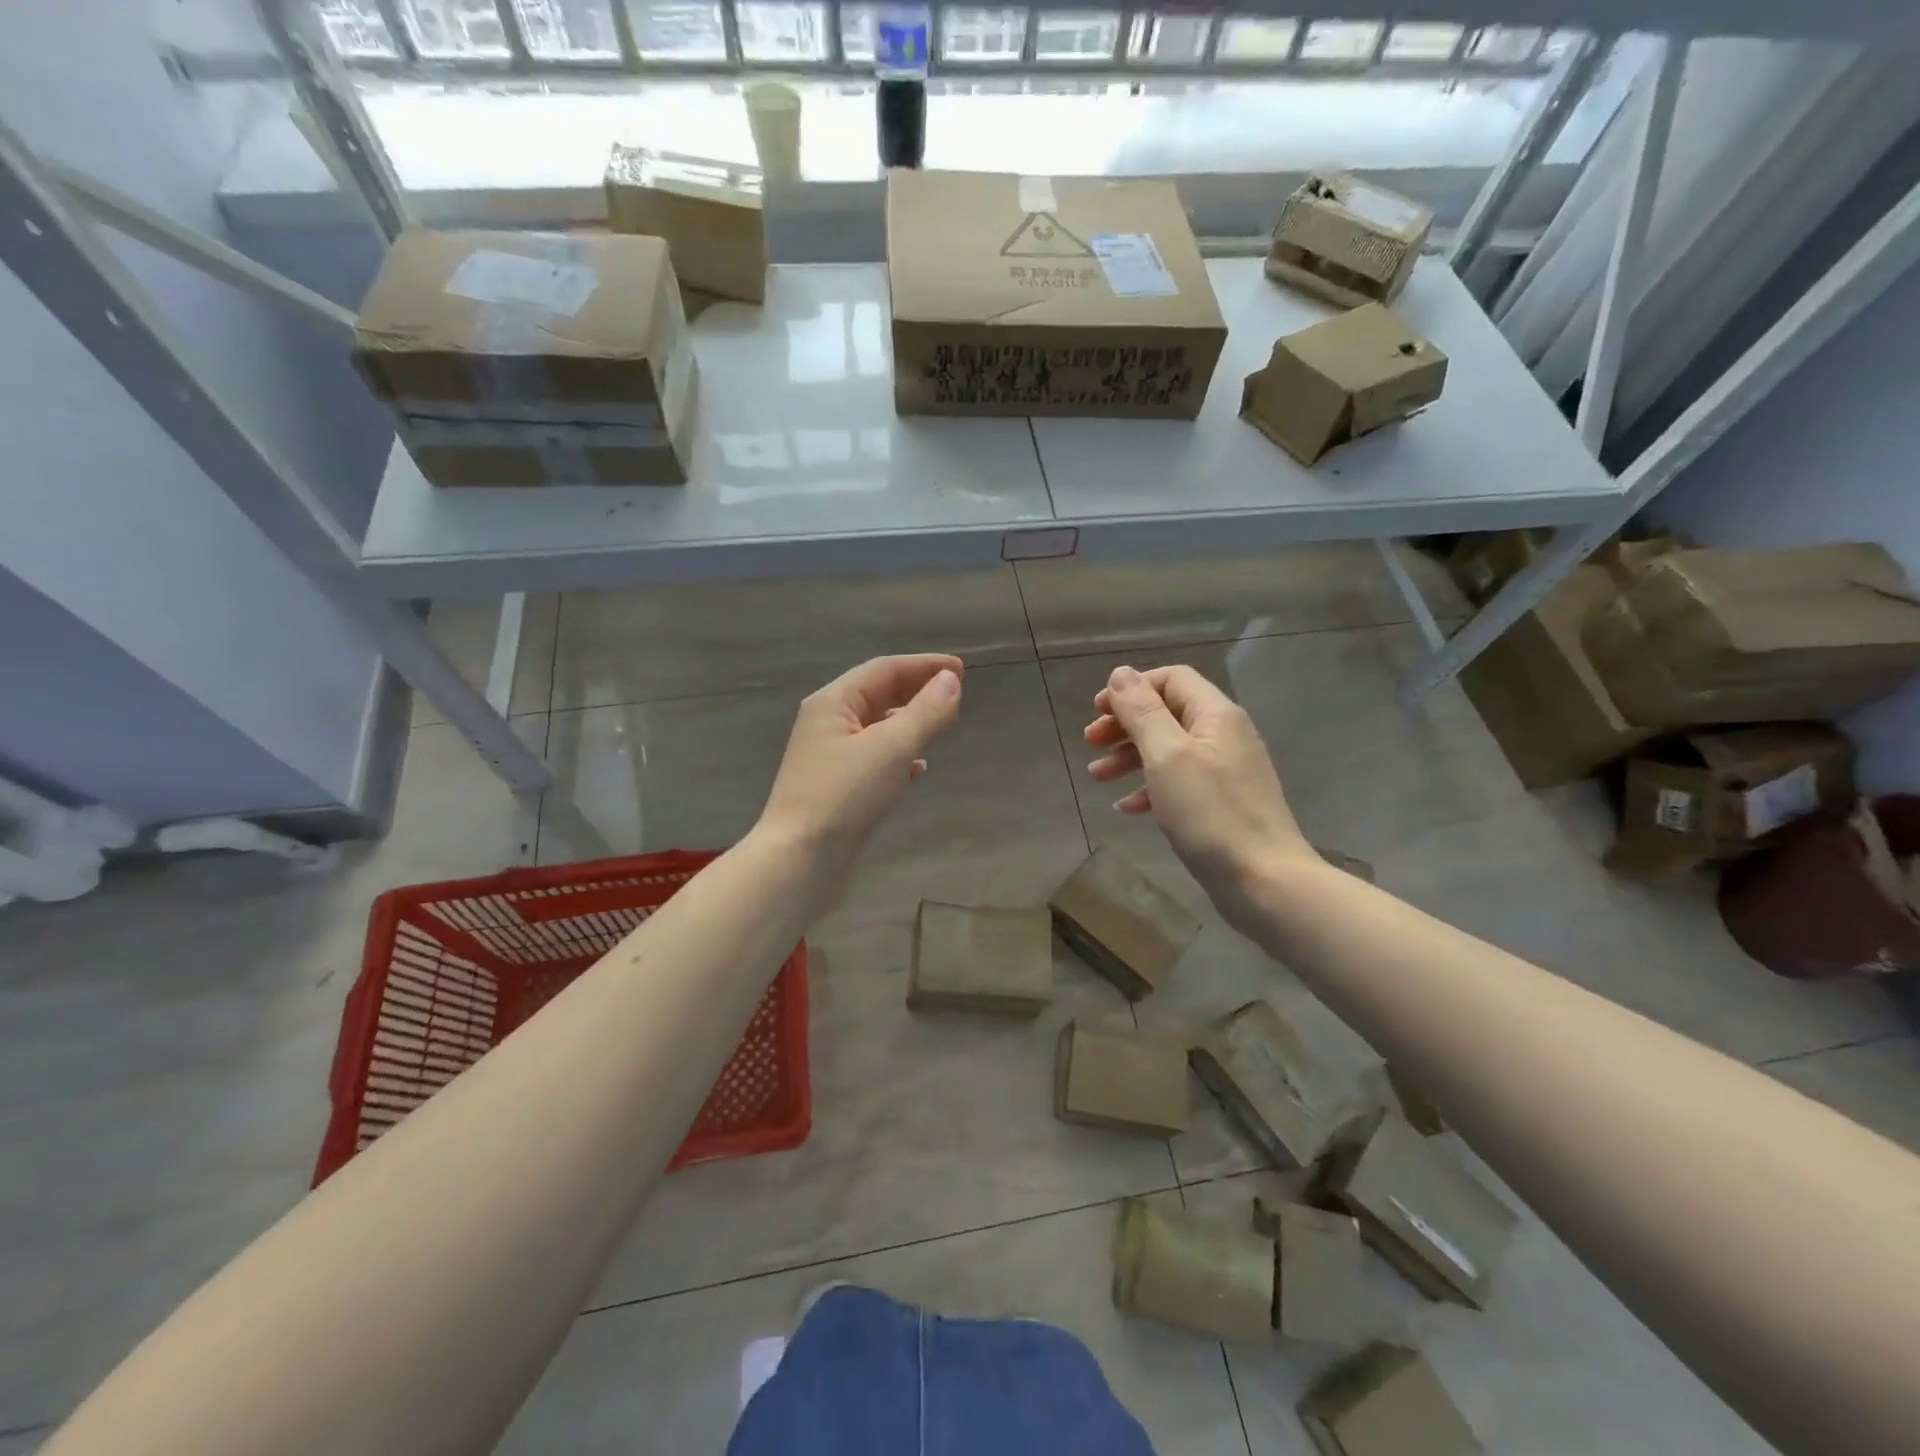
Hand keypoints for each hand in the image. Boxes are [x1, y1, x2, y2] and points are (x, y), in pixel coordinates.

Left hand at [757, 654, 963, 901]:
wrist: (800, 863)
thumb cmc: (843, 796)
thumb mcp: (891, 748)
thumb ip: (925, 712)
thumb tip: (951, 681)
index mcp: (832, 704)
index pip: (883, 670)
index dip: (923, 665)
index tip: (961, 669)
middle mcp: (827, 724)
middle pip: (878, 695)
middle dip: (917, 691)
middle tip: (956, 694)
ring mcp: (831, 759)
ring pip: (877, 728)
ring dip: (910, 721)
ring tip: (943, 724)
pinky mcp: (839, 790)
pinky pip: (875, 759)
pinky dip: (900, 755)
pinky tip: (919, 767)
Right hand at [1084, 664, 1315, 932]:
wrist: (1264, 882)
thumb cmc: (1211, 814)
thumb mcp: (1167, 756)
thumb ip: (1143, 712)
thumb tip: (1121, 674)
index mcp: (1215, 715)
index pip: (1171, 679)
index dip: (1132, 689)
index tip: (1097, 712)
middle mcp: (1224, 735)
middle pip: (1167, 713)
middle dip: (1125, 724)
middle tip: (1090, 743)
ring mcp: (1224, 771)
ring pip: (1168, 750)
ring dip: (1130, 757)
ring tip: (1097, 776)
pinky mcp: (1220, 804)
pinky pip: (1179, 783)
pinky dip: (1149, 788)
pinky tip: (1127, 808)